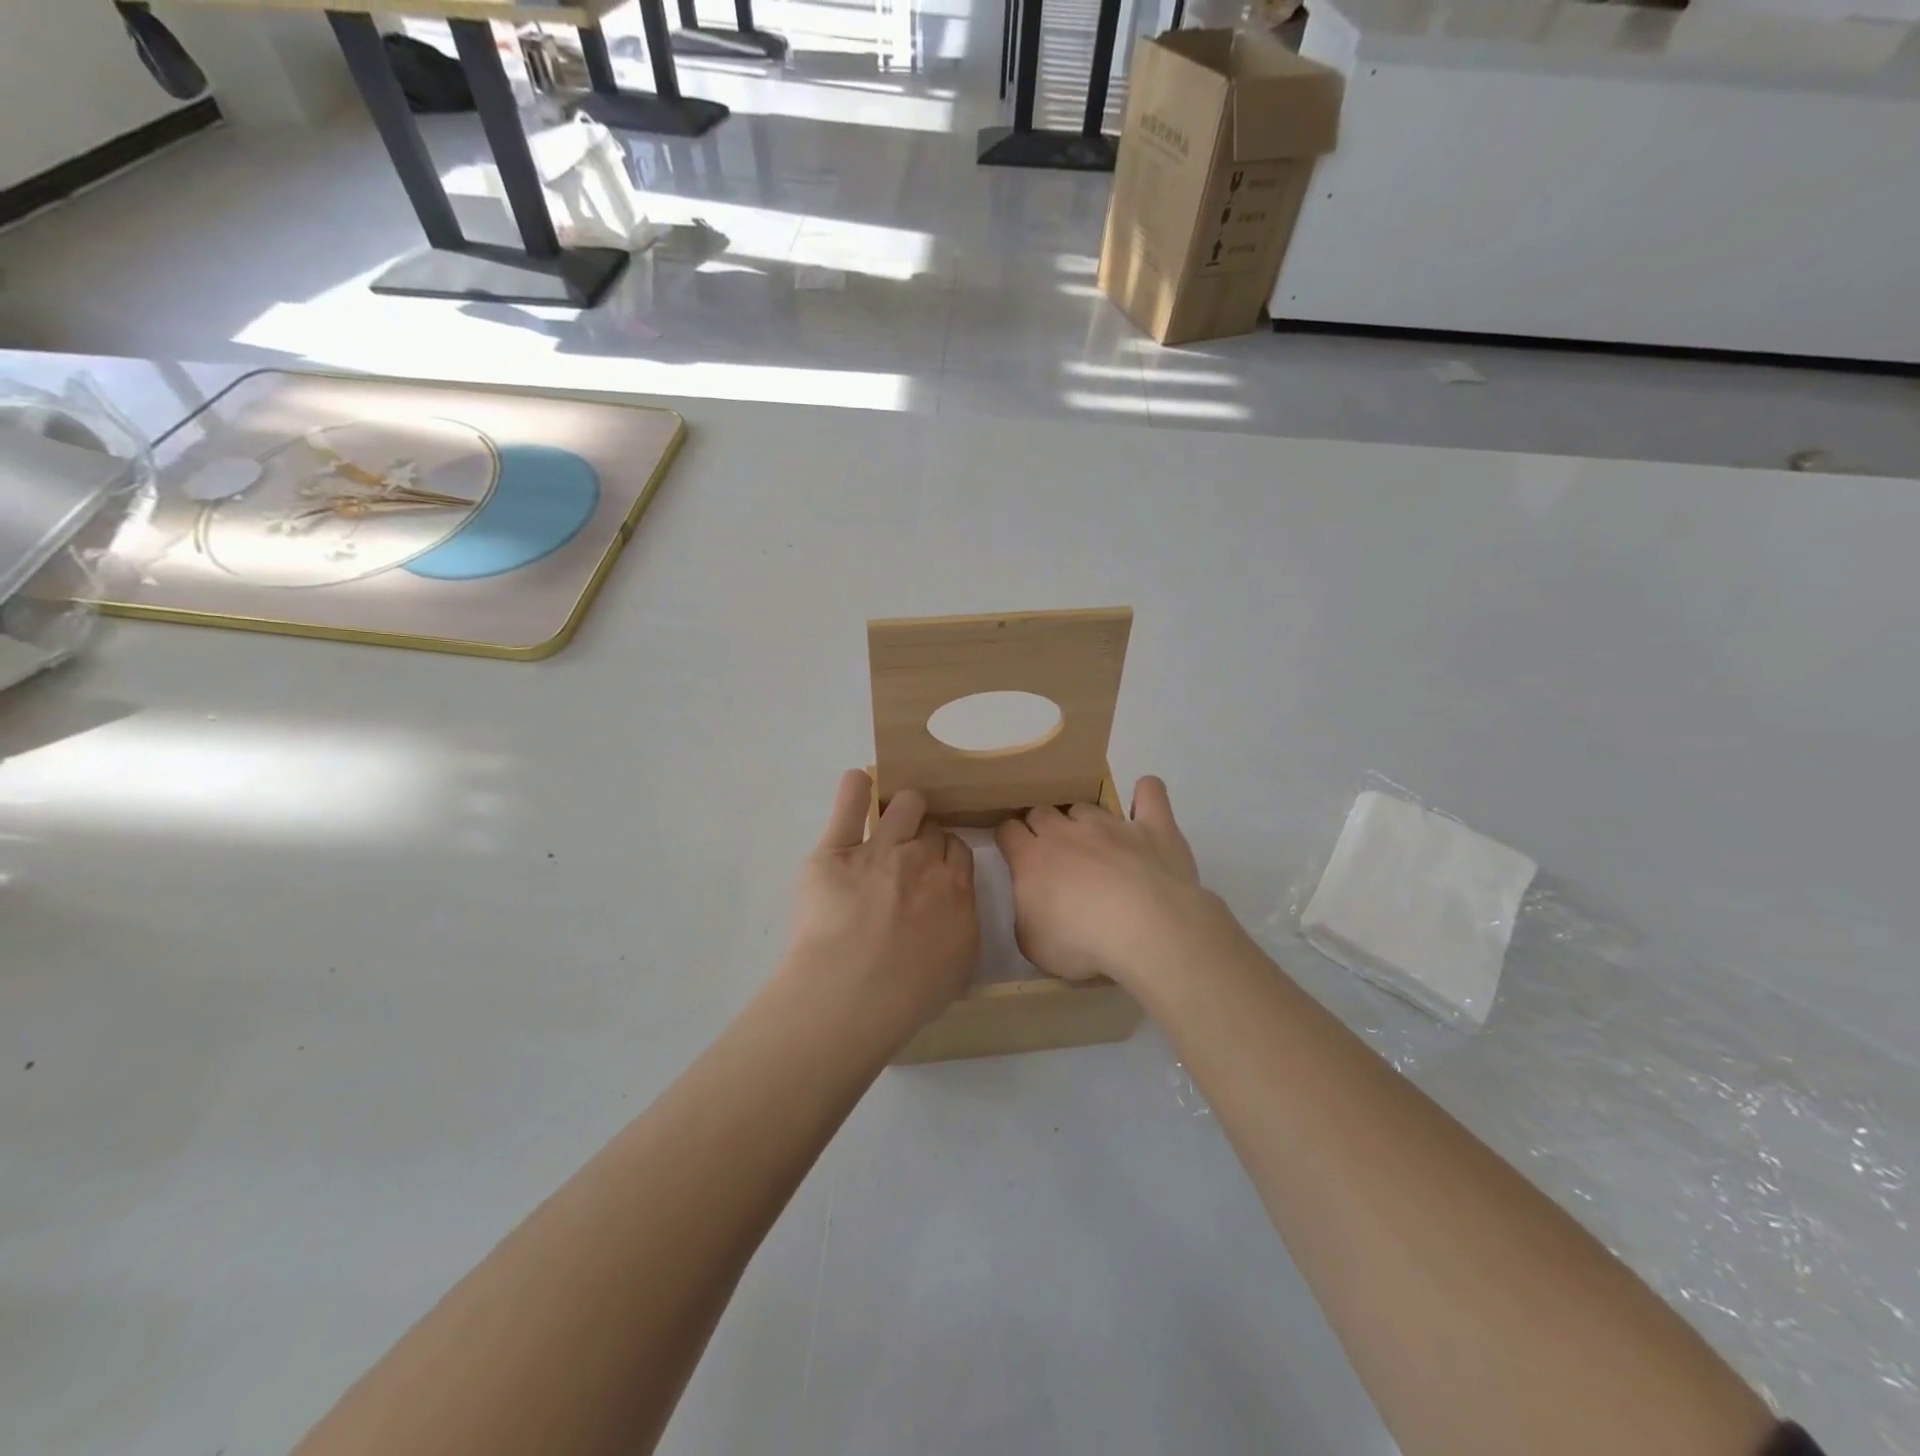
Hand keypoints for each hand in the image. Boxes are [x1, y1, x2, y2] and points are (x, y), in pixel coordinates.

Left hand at [788, 770, 978, 1046]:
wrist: (854, 992)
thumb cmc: (909, 994)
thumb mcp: (957, 968)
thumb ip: (959, 926)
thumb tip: (952, 909)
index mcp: (955, 888)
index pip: (958, 850)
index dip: (946, 854)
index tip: (935, 867)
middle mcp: (922, 860)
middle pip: (931, 828)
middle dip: (924, 835)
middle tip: (908, 856)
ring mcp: (880, 849)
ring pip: (904, 805)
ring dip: (902, 808)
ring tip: (890, 817)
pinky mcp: (836, 849)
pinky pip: (849, 803)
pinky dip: (855, 788)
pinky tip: (858, 784)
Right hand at [995, 776, 1224, 989]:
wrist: (1145, 931)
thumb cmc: (1081, 943)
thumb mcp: (1033, 944)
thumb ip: (1026, 915)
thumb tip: (1032, 904)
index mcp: (1031, 858)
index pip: (1008, 831)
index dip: (1010, 840)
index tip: (1015, 854)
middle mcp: (1067, 832)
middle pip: (1042, 811)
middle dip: (1042, 827)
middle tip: (1055, 855)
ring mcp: (1111, 825)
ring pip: (1087, 807)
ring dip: (1084, 821)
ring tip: (1096, 846)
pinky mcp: (1153, 827)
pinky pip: (1149, 794)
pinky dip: (1146, 793)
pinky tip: (1144, 802)